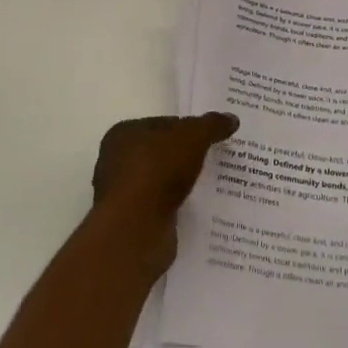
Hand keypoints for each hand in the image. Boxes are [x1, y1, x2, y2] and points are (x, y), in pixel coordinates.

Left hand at [91, 113, 237, 268]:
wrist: (137, 229)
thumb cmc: (158, 171)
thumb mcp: (193, 137)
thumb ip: (211, 125)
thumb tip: (231, 118)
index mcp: (123, 134)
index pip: (163, 124)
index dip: (189, 128)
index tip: (212, 136)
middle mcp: (116, 161)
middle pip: (162, 152)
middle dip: (187, 156)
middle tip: (217, 158)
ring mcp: (123, 194)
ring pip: (162, 181)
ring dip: (183, 183)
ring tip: (214, 184)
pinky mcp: (132, 221)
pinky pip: (162, 206)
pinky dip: (178, 206)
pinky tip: (200, 208)